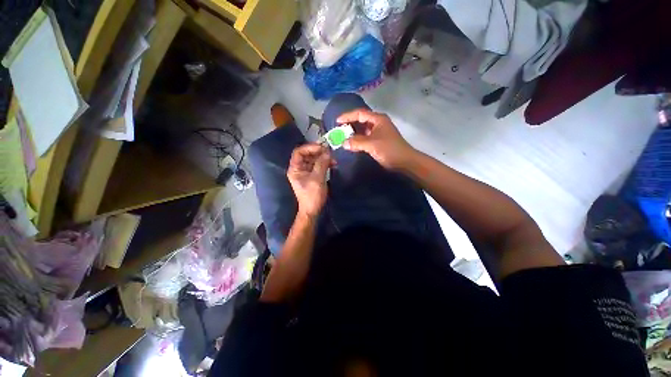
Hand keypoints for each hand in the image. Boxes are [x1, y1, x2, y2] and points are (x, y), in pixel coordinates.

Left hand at [287, 144, 332, 216]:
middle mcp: (299, 168)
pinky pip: (317, 165)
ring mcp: (305, 172)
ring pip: (313, 159)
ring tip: (333, 159)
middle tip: (330, 152)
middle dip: (318, 152)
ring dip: (323, 158)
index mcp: (295, 168)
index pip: (299, 152)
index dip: (310, 147)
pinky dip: (324, 163)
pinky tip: (332, 164)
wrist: (313, 210)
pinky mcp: (312, 175)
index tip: (322, 147)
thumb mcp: (317, 179)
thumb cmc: (312, 195)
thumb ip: (322, 164)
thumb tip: (327, 152)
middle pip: (307, 154)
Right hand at [337, 109, 415, 169]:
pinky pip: (365, 137)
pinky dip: (358, 139)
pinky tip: (352, 143)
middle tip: (338, 130)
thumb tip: (343, 143)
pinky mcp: (379, 140)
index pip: (359, 113)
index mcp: (378, 119)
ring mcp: (379, 132)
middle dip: (349, 124)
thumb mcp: (372, 144)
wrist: (405, 162)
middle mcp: (378, 123)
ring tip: (343, 136)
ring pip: (363, 129)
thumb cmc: (389, 150)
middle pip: (361, 120)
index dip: (347, 116)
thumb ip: (356, 142)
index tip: (337, 121)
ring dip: (353, 132)